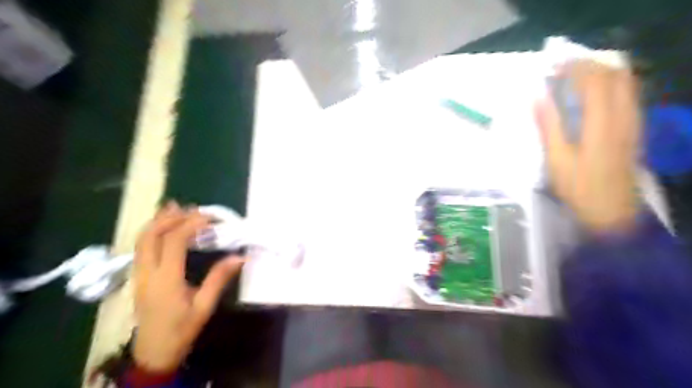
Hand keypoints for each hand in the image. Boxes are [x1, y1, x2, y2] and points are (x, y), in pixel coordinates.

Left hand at [132, 202, 245, 370]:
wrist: (153, 353)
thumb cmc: (181, 330)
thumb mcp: (204, 306)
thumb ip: (219, 279)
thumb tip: (239, 257)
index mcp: (166, 280)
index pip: (173, 242)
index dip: (189, 225)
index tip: (208, 217)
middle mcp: (147, 273)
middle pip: (150, 236)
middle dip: (169, 218)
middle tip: (190, 207)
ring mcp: (138, 275)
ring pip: (141, 240)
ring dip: (157, 221)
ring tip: (174, 208)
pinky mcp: (138, 277)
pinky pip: (141, 248)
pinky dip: (152, 232)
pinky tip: (163, 227)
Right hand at [534, 60, 643, 232]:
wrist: (612, 211)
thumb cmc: (578, 186)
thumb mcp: (556, 159)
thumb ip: (548, 126)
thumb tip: (537, 98)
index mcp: (601, 123)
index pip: (594, 80)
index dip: (575, 68)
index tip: (554, 66)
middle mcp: (623, 116)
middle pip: (615, 75)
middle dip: (590, 66)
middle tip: (564, 70)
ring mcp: (633, 122)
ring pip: (626, 83)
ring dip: (603, 73)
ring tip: (577, 78)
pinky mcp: (635, 129)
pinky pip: (629, 95)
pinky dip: (612, 86)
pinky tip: (594, 96)